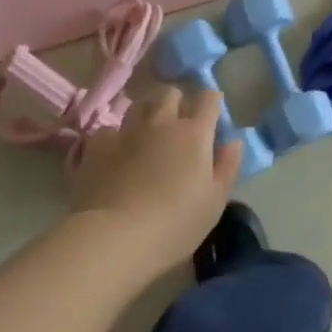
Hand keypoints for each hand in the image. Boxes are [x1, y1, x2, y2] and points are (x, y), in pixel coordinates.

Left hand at [69, 86, 241, 275]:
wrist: (114, 237)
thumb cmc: (175, 224)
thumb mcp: (214, 202)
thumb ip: (227, 167)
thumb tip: (233, 141)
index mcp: (194, 133)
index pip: (208, 99)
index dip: (212, 103)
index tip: (212, 117)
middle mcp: (161, 122)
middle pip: (170, 93)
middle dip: (177, 102)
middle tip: (179, 125)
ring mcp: (127, 130)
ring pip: (139, 105)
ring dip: (147, 114)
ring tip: (147, 134)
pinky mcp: (97, 145)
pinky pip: (109, 130)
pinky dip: (116, 138)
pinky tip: (115, 155)